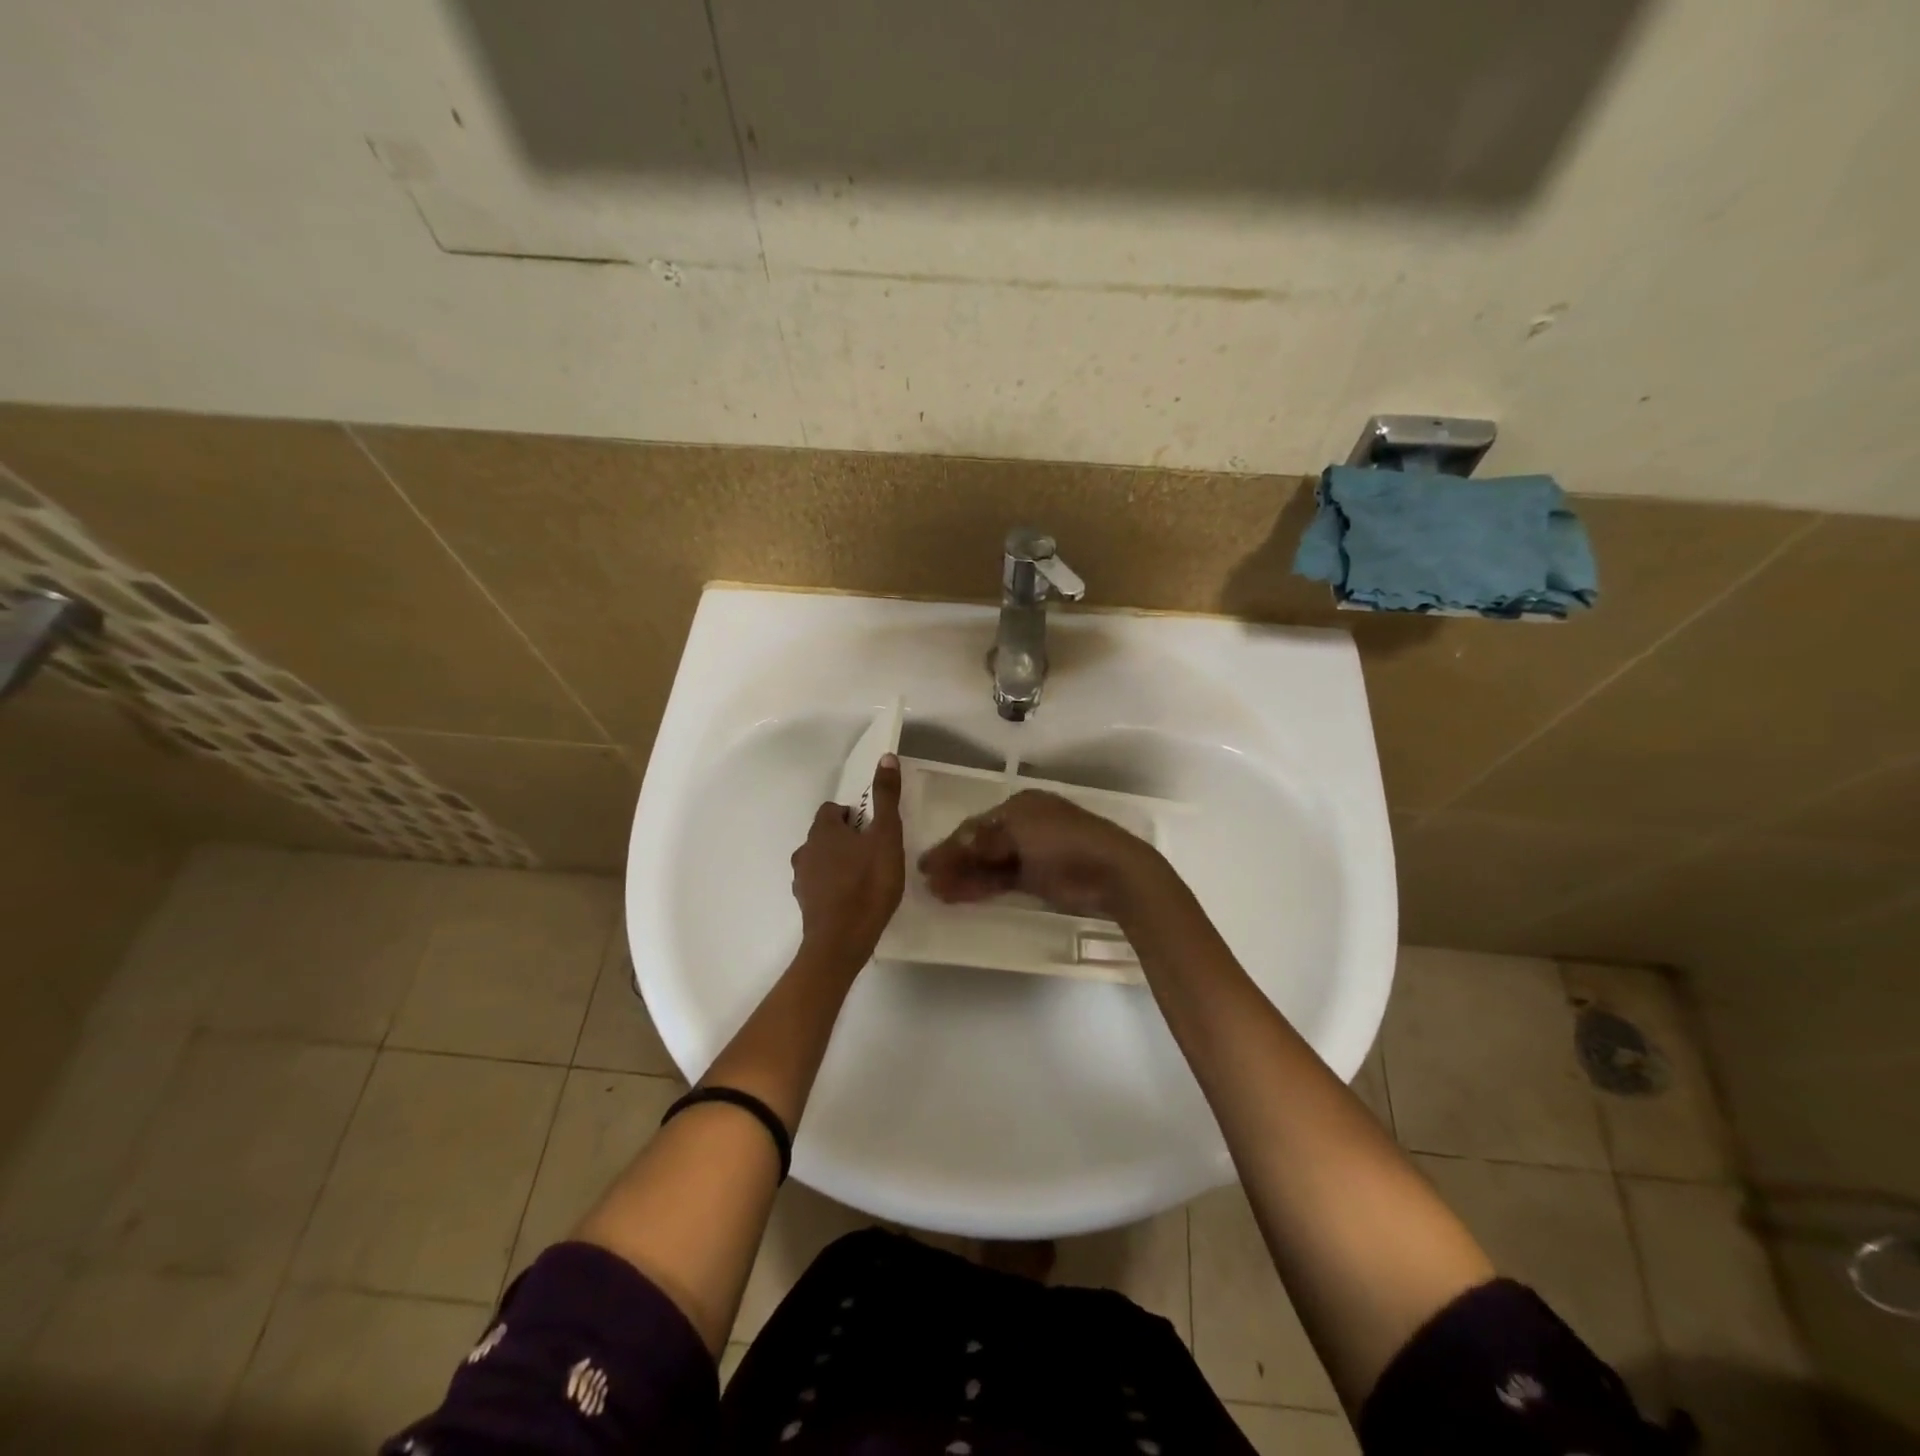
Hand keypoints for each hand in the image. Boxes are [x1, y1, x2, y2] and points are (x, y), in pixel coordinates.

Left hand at [790, 754, 904, 965]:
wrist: (841, 941)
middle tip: (874, 851)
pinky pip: (819, 885)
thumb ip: (886, 798)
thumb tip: (886, 757)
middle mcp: (805, 850)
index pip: (832, 809)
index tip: (873, 828)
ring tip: (865, 876)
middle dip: (846, 838)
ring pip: (820, 860)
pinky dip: (833, 885)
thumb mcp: (886, 837)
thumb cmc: (868, 884)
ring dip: (838, 862)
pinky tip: (853, 898)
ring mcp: (802, 879)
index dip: (852, 815)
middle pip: (825, 834)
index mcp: (824, 830)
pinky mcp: (805, 904)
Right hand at [917, 789, 1162, 920]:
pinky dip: (982, 888)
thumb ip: (984, 841)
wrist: (1112, 872)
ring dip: (964, 877)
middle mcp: (1023, 825)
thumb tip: (953, 846)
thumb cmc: (1064, 841)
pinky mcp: (1038, 879)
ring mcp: (1031, 854)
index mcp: (1020, 806)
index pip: (976, 824)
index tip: (925, 863)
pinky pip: (1002, 881)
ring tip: (938, 893)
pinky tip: (960, 896)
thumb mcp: (1020, 832)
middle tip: (928, 881)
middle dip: (954, 862)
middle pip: (980, 845)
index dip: (950, 844)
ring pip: (989, 865)